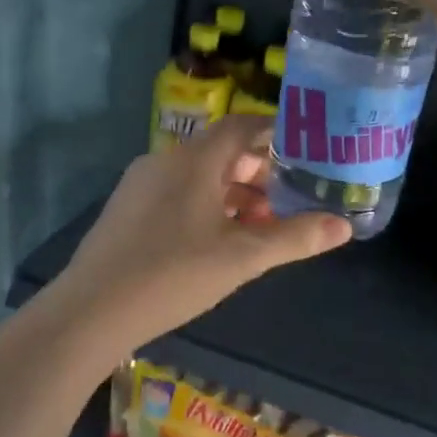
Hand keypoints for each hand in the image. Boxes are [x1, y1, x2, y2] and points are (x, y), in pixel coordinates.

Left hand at [52, 116, 351, 349]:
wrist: (92, 311)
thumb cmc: (173, 274)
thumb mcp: (243, 257)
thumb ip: (295, 238)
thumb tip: (344, 226)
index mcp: (194, 159)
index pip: (243, 126)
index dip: (277, 133)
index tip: (308, 150)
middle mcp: (166, 160)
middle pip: (222, 151)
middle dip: (260, 171)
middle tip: (292, 196)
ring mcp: (141, 185)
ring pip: (200, 176)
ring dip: (235, 193)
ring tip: (263, 225)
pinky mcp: (128, 210)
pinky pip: (178, 194)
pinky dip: (208, 206)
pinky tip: (220, 241)